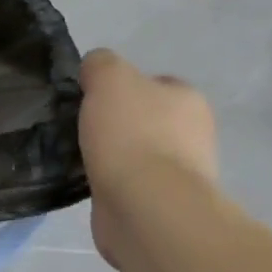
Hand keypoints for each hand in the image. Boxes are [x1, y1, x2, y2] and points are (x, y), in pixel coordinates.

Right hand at [78, 50, 217, 270]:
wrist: (146, 207)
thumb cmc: (132, 133)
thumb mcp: (109, 76)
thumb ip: (100, 64)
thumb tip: (94, 71)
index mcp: (188, 100)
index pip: (155, 83)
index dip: (122, 86)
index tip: (92, 96)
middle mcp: (193, 135)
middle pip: (146, 119)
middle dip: (116, 122)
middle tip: (82, 124)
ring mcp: (179, 174)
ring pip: (136, 153)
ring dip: (111, 154)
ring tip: (78, 153)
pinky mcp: (160, 206)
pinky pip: (128, 184)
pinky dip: (109, 182)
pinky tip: (88, 180)